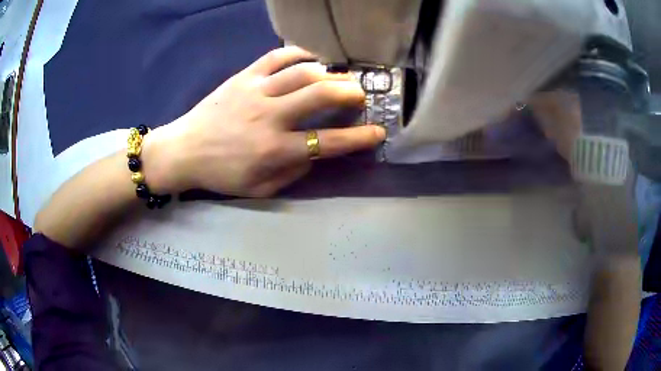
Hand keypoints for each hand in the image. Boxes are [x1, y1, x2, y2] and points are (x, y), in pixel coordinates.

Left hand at [143, 47, 385, 196]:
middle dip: (350, 92)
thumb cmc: (221, 174)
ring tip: (340, 76)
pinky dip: (299, 52)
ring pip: (303, 72)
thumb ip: (292, 172)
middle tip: (361, 94)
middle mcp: (270, 116)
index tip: (378, 132)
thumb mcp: (259, 188)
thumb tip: (315, 153)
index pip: (329, 141)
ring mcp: (256, 91)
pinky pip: (277, 56)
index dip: (359, 137)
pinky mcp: (243, 77)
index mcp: (275, 150)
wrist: (183, 151)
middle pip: (321, 94)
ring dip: (330, 72)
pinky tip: (312, 57)